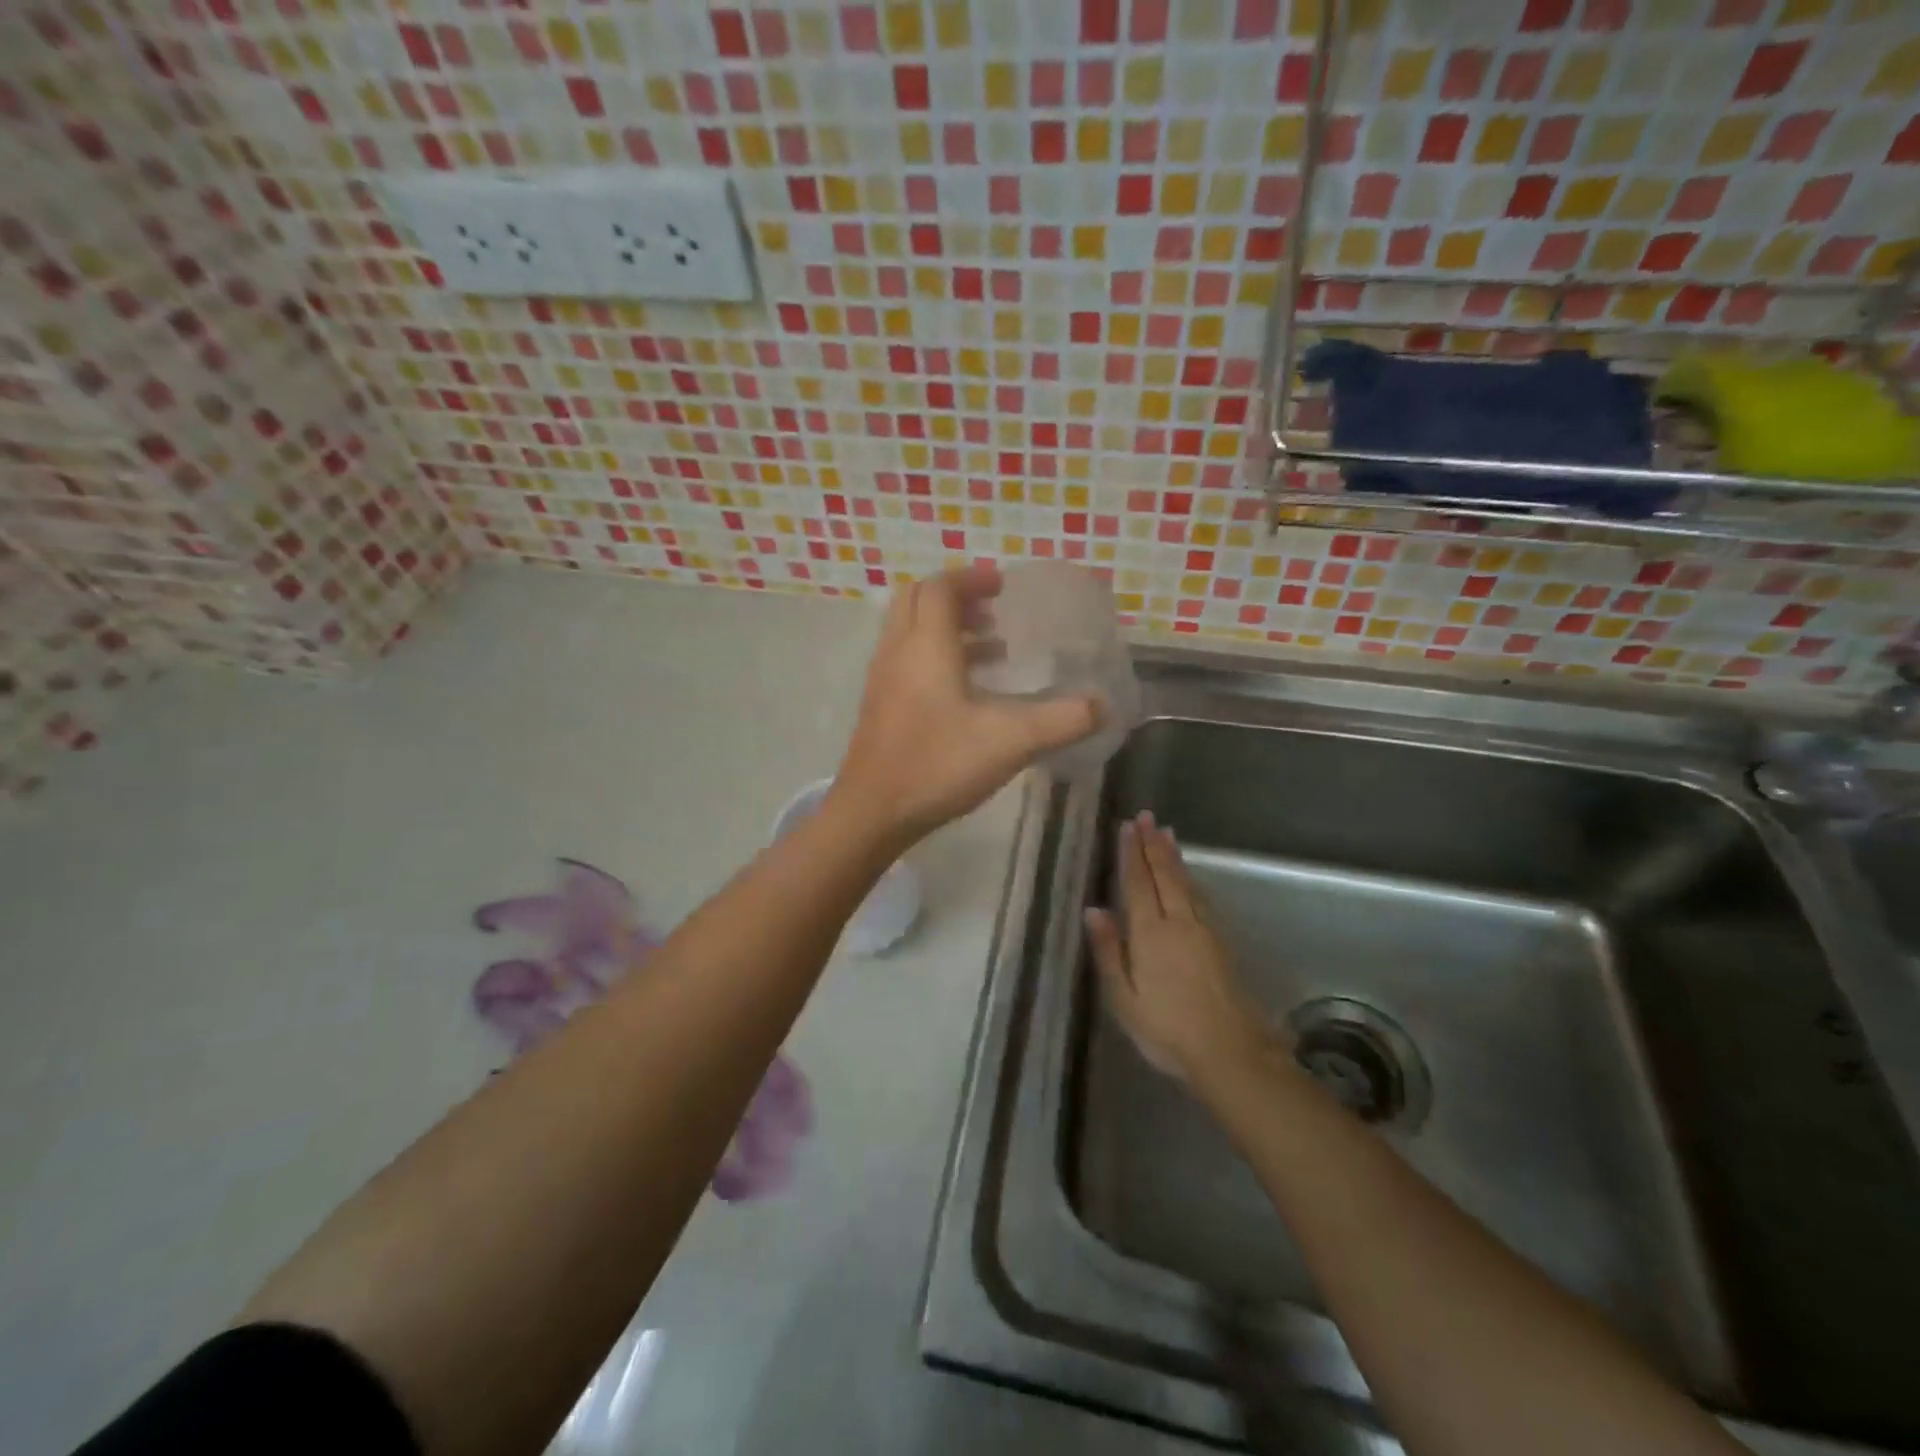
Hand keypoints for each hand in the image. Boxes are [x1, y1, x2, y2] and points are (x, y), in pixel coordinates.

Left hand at [831, 564, 1100, 845]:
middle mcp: (898, 652)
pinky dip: (937, 657)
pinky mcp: (880, 706)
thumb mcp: (1012, 741)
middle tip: (993, 609)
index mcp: (926, 646)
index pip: (940, 588)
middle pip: (918, 600)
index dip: (972, 578)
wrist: (872, 812)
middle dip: (956, 597)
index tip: (1003, 585)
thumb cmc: (939, 765)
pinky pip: (907, 660)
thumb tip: (1103, 706)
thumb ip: (1062, 720)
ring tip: (993, 648)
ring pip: (911, 632)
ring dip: (948, 629)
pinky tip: (968, 692)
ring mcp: (884, 680)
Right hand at [1085, 812, 1275, 1086]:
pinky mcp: (1222, 943)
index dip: (1131, 854)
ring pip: (1186, 883)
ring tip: (1166, 834)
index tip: (1128, 826)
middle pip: (1165, 875)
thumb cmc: (1167, 1030)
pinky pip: (1201, 898)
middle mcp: (1179, 922)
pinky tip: (1190, 878)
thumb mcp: (1124, 999)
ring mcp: (1205, 931)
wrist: (1232, 1052)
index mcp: (1151, 934)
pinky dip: (1191, 879)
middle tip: (1148, 816)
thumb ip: (1109, 952)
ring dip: (1174, 857)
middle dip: (1154, 844)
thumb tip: (1093, 910)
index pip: (1138, 884)